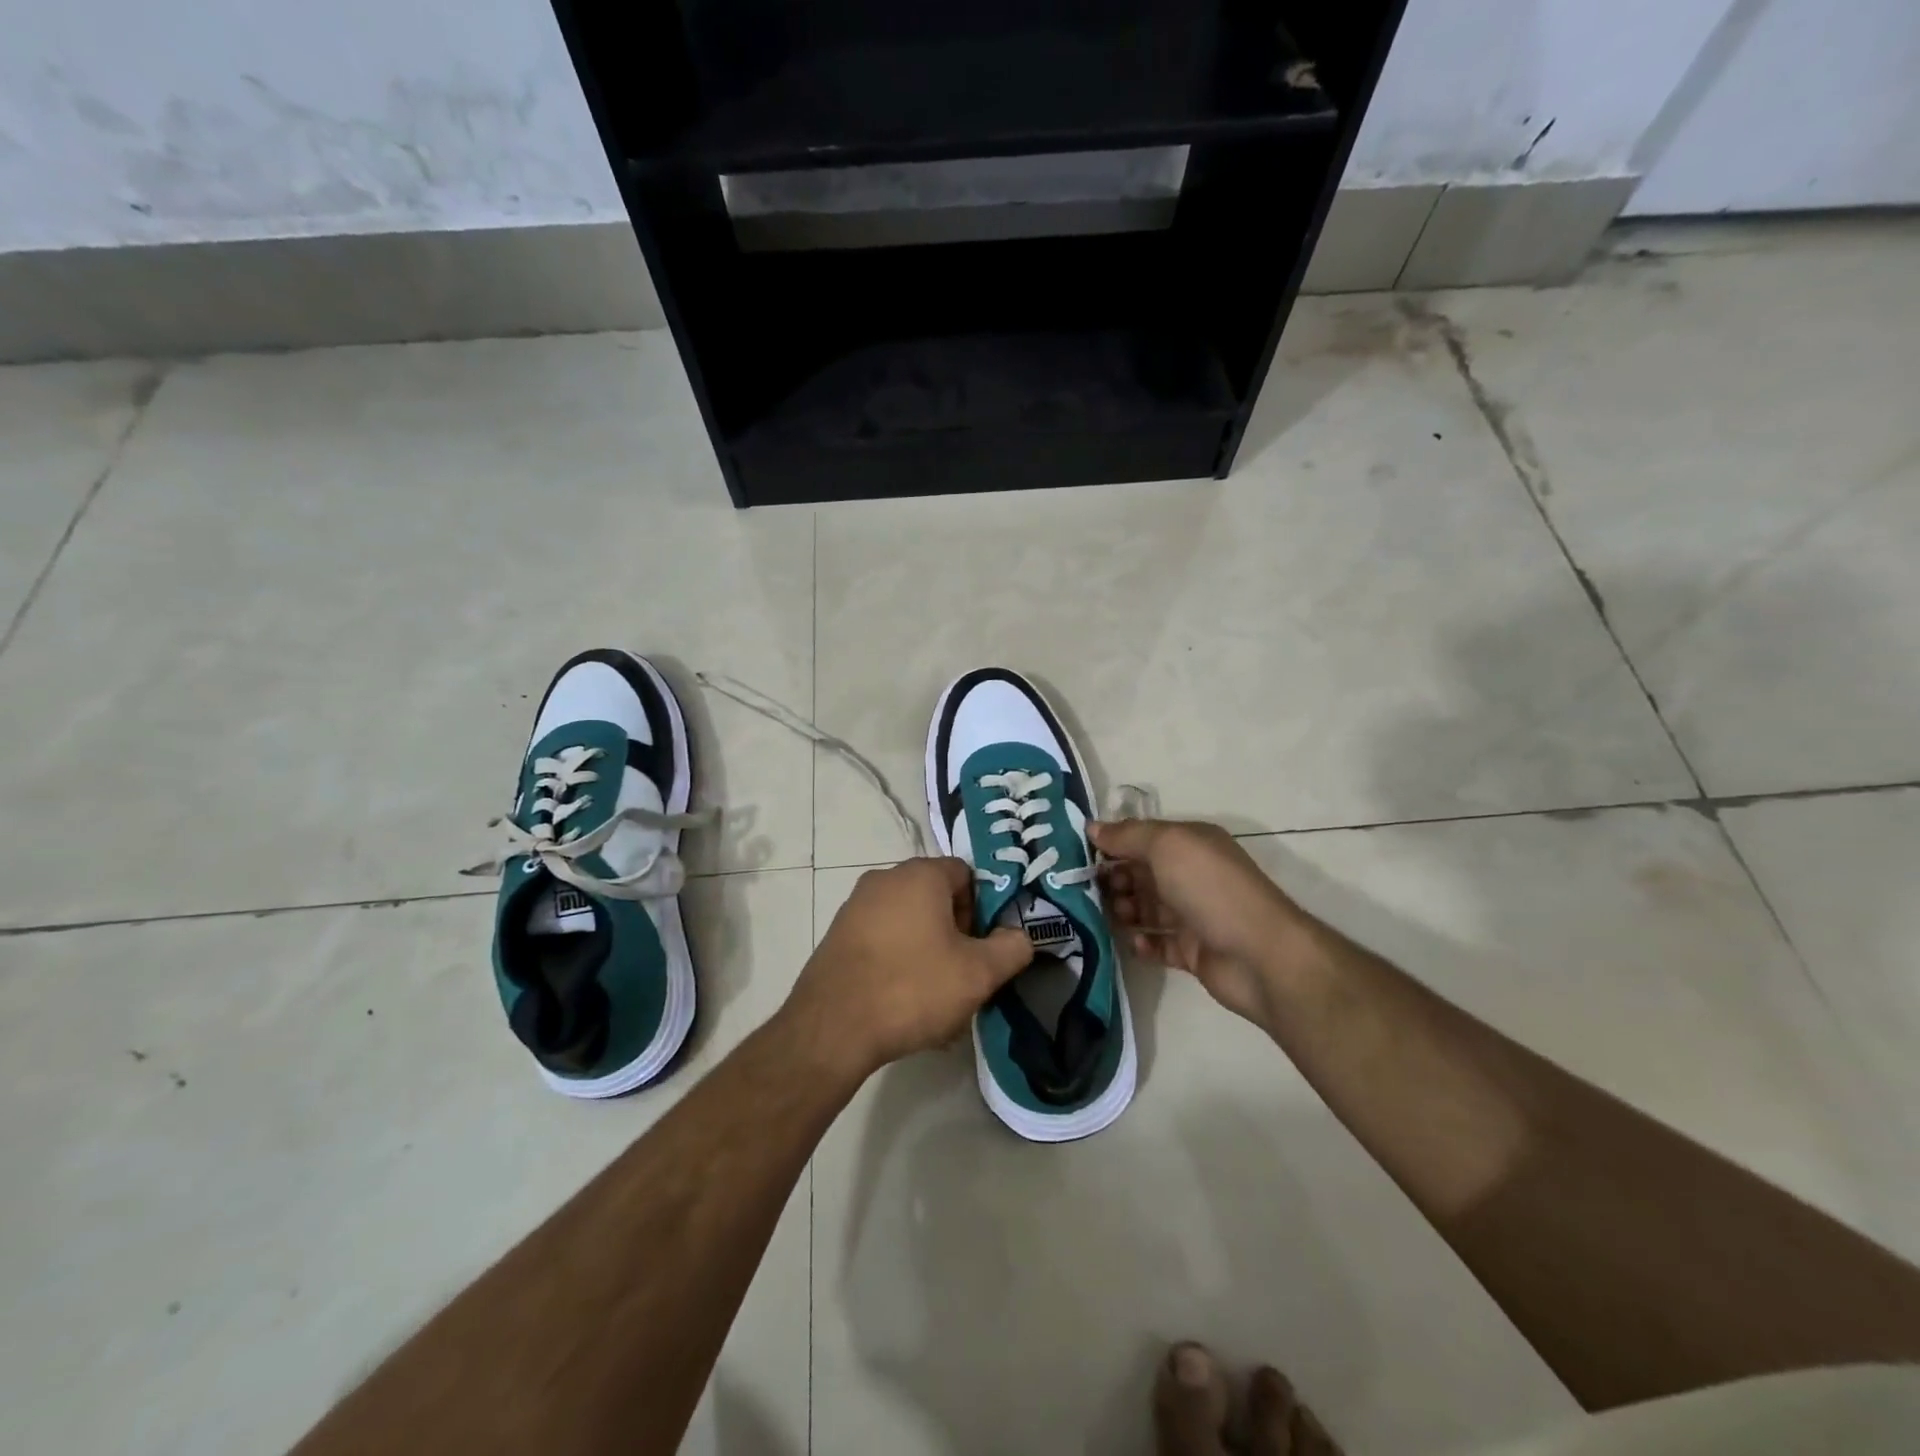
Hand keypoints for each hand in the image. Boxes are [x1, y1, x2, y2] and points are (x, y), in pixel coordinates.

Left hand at [784, 857, 1033, 1079]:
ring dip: (928, 950)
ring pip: (909, 922)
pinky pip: (882, 939)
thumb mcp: (978, 974)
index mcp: (920, 875)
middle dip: (956, 933)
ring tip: (935, 998)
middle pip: (936, 897)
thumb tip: (1019, 937)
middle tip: (963, 975)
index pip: (966, 875)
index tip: (983, 947)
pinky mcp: (838, 935)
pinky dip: (898, 961)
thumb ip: (1011, 948)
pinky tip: (902, 1002)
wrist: (832, 1028)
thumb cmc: (913, 988)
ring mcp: (856, 906)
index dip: (983, 909)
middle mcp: (885, 879)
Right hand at [1091, 818, 1315, 1030]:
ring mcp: (1194, 916)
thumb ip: (1127, 836)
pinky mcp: (1193, 952)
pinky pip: (1159, 944)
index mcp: (1191, 844)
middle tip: (1089, 889)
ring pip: (1148, 909)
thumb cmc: (1211, 889)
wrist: (1260, 955)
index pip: (1144, 838)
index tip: (1079, 856)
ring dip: (1124, 910)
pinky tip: (1134, 942)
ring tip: (1109, 915)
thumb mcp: (1167, 846)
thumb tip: (1092, 827)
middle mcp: (1193, 876)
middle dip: (1114, 879)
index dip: (1113, 844)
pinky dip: (1143, 943)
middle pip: (1142, 874)